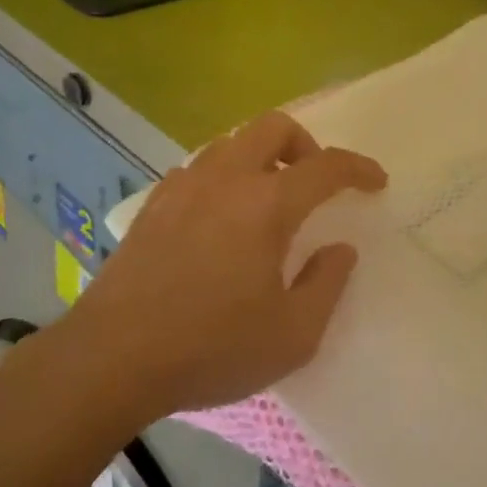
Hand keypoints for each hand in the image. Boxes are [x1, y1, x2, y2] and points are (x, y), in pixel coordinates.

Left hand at [72, 112, 386, 419]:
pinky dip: (223, 176)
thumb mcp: (292, 335)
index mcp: (266, 205)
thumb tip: (339, 249)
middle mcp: (225, 180)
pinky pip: (198, 168)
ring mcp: (183, 187)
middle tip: (315, 183)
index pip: (326, 166)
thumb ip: (327, 284)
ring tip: (269, 199)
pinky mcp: (153, 205)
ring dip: (261, 157)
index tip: (376, 182)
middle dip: (306, 144)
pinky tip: (220, 217)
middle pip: (273, 127)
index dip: (358, 169)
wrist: (111, 359)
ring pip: (231, 142)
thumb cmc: (211, 348)